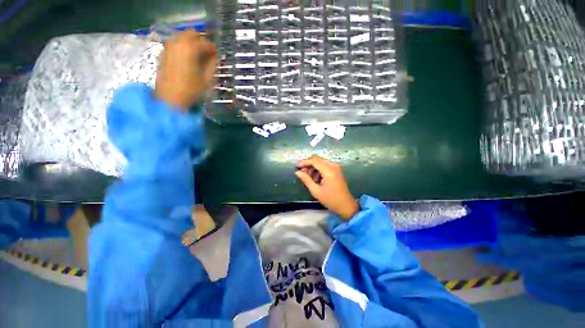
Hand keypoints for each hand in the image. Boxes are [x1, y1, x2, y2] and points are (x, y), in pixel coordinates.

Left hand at [155, 30, 217, 109]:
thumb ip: (212, 65)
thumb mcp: (206, 79)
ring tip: (197, 54)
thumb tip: (215, 56)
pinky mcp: (163, 53)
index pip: (205, 43)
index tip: (217, 54)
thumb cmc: (191, 90)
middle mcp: (178, 43)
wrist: (170, 98)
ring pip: (181, 36)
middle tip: (207, 52)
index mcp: (190, 49)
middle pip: (191, 34)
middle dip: (201, 41)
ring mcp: (168, 47)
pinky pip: (174, 43)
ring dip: (191, 42)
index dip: (213, 48)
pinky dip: (182, 46)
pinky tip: (187, 57)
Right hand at [295, 155, 359, 219]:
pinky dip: (318, 169)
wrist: (346, 206)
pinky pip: (325, 166)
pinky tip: (315, 178)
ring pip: (321, 162)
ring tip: (308, 177)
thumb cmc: (331, 200)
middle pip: (317, 159)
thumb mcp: (316, 191)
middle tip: (301, 172)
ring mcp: (336, 167)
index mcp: (328, 170)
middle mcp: (333, 166)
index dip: (304, 162)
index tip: (296, 166)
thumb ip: (306, 180)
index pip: (314, 160)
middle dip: (308, 164)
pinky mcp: (336, 170)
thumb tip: (297, 172)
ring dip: (313, 167)